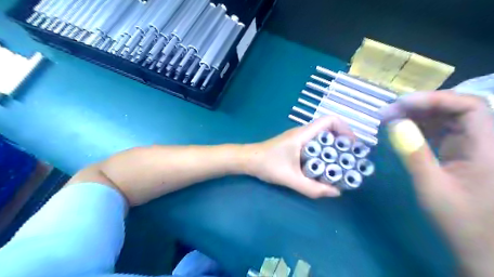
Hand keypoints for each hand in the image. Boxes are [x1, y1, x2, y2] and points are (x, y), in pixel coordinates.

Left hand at [244, 116, 354, 197]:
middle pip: (329, 128)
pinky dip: (324, 151)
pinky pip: (315, 143)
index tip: (352, 146)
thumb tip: (336, 192)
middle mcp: (303, 132)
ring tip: (341, 164)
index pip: (330, 120)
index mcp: (303, 134)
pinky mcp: (295, 144)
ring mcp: (298, 138)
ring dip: (333, 148)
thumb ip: (312, 188)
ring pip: (322, 137)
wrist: (248, 160)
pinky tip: (324, 166)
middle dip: (342, 141)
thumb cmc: (267, 165)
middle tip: (350, 159)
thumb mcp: (290, 178)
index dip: (345, 129)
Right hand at [382, 91, 493, 276]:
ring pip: (446, 119)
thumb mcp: (431, 187)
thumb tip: (395, 124)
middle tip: (388, 113)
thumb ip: (414, 154)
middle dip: (420, 106)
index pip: (469, 106)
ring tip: (389, 120)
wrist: (481, 249)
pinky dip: (418, 128)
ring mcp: (471, 148)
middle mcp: (482, 142)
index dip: (435, 98)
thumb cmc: (460, 221)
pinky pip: (439, 132)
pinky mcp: (460, 155)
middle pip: (455, 109)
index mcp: (486, 148)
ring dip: (417, 116)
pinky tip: (400, 131)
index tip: (400, 105)